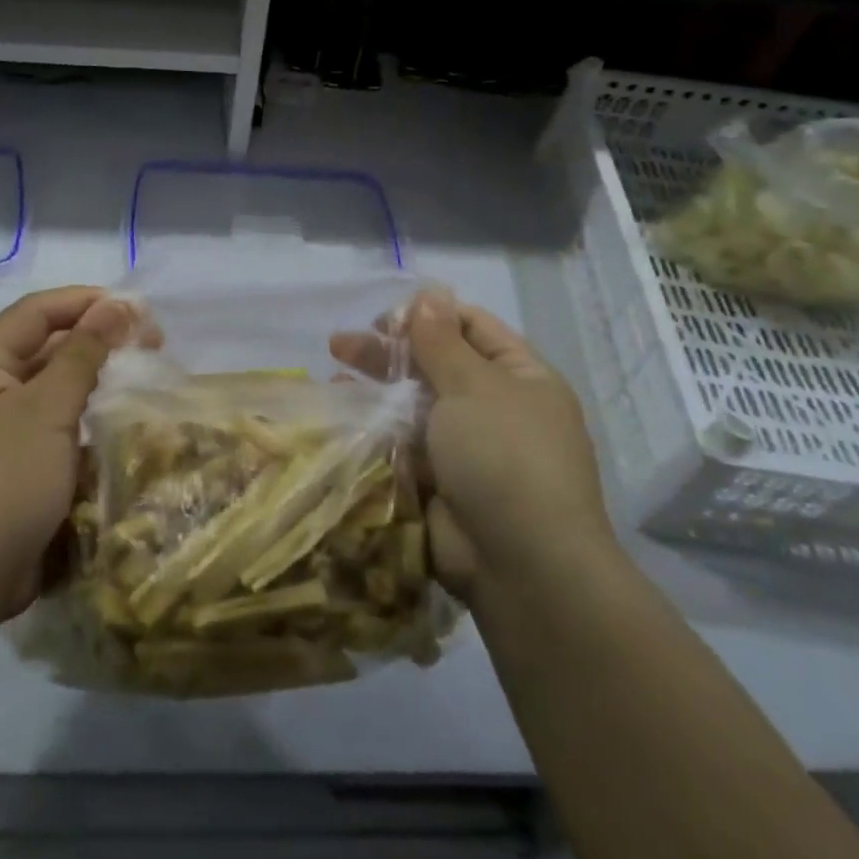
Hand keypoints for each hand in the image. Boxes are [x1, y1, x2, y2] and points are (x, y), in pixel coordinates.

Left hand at [0, 287, 135, 618]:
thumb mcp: (47, 410)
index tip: (139, 308)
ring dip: (94, 381)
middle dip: (97, 340)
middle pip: (45, 347)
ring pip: (51, 390)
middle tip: (152, 345)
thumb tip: (115, 305)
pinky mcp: (10, 469)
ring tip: (142, 380)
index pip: (37, 312)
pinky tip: (118, 426)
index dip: (87, 301)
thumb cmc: (1, 482)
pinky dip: (83, 421)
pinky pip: (52, 429)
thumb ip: (83, 354)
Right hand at [335, 294, 611, 601]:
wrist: (522, 565)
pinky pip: (404, 448)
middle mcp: (496, 409)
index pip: (472, 328)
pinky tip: (344, 419)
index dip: (429, 316)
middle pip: (436, 366)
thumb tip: (430, 293)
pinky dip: (376, 433)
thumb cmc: (504, 456)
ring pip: (414, 407)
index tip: (385, 318)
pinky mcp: (440, 484)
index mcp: (520, 378)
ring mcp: (467, 450)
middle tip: (341, 344)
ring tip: (335, 379)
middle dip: (390, 353)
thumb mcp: (474, 386)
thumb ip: (442, 341)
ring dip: (377, 392)